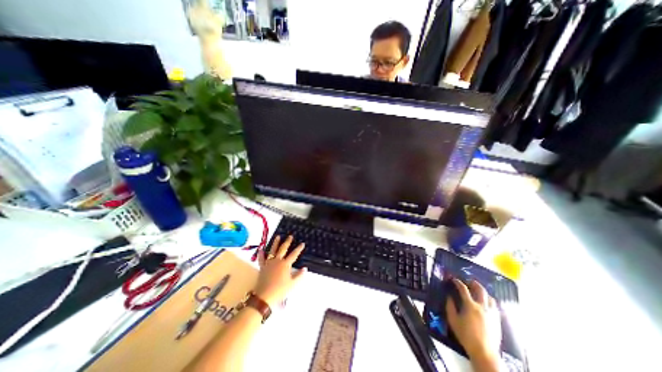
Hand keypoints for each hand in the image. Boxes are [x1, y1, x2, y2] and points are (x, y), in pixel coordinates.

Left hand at [255, 235, 305, 308]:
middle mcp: (277, 261)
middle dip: (287, 242)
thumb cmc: (280, 290)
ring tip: (278, 236)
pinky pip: (261, 259)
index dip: (299, 249)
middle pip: (283, 249)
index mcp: (285, 264)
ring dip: (275, 243)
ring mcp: (269, 263)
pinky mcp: (262, 267)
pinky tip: (261, 248)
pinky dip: (261, 254)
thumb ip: (299, 275)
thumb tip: (305, 268)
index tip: (302, 243)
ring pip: (273, 250)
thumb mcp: (292, 284)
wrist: (265, 296)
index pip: (294, 254)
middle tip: (290, 236)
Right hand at [444, 279, 502, 359]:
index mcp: (470, 305)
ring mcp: (492, 313)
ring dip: (483, 292)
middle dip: (474, 283)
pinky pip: (495, 306)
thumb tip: (449, 297)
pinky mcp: (497, 320)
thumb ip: (450, 306)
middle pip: (480, 289)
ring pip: (490, 297)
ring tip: (478, 292)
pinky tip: (486, 304)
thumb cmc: (466, 335)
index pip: (463, 289)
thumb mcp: (453, 320)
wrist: (484, 352)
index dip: (458, 282)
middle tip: (469, 282)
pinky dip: (490, 301)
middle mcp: (482, 306)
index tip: (454, 280)